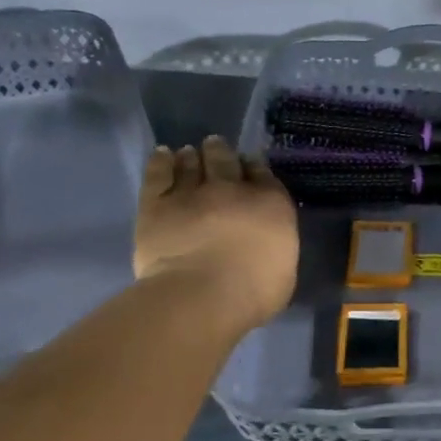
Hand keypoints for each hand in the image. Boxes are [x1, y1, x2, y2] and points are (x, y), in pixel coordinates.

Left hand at [134, 136, 297, 331]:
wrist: (203, 295)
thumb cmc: (254, 292)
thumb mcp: (283, 270)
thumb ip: (275, 248)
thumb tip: (267, 244)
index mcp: (270, 205)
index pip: (263, 175)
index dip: (255, 167)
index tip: (250, 164)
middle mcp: (232, 190)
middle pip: (225, 161)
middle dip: (221, 152)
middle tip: (215, 146)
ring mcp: (191, 193)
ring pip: (191, 164)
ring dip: (192, 156)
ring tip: (189, 152)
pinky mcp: (156, 204)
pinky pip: (158, 174)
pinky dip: (161, 161)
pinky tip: (162, 154)